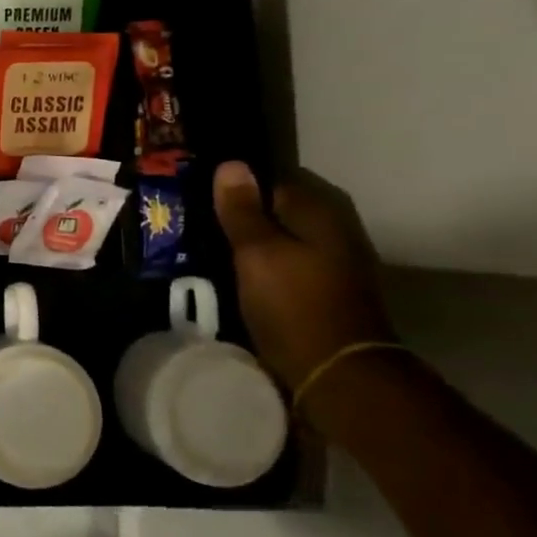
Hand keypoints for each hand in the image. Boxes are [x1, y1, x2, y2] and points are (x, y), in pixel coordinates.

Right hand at [211, 161, 395, 394]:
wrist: (338, 373)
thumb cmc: (294, 304)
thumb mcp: (256, 252)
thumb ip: (242, 209)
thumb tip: (231, 164)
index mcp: (320, 209)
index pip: (272, 177)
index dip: (236, 184)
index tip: (199, 194)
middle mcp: (334, 226)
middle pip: (279, 207)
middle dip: (243, 211)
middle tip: (198, 219)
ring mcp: (335, 259)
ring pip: (283, 235)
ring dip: (252, 238)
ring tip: (209, 244)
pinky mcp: (326, 287)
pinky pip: (287, 259)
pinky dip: (264, 261)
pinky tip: (237, 271)